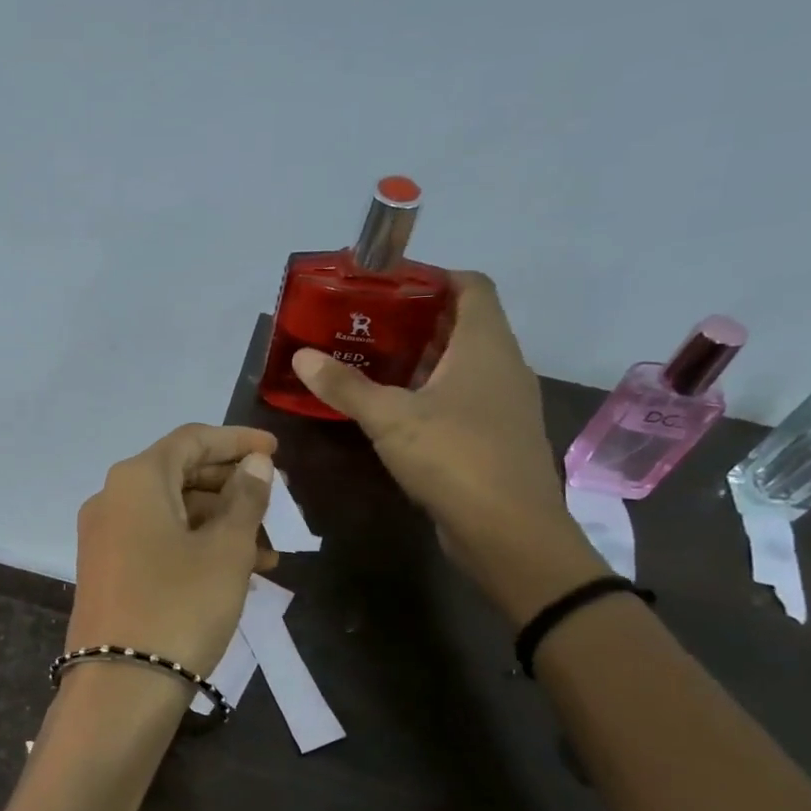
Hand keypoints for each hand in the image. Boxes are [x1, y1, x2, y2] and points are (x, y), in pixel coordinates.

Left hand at [68, 425, 276, 678]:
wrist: (121, 688)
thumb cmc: (181, 606)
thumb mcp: (226, 550)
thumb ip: (245, 498)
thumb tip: (255, 463)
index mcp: (136, 479)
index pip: (192, 439)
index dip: (237, 441)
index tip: (276, 452)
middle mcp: (112, 498)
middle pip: (181, 474)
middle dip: (234, 487)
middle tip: (279, 502)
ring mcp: (106, 536)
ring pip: (174, 512)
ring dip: (222, 524)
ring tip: (271, 551)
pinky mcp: (108, 569)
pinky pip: (158, 540)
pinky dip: (197, 546)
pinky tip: (238, 571)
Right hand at [291, 272, 605, 620]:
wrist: (509, 533)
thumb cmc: (455, 457)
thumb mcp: (390, 418)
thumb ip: (345, 386)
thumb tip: (302, 356)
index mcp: (485, 345)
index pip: (471, 285)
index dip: (432, 277)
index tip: (387, 285)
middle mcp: (503, 366)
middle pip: (462, 325)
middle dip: (414, 321)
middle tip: (364, 325)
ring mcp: (503, 405)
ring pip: (461, 366)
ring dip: (420, 361)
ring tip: (370, 364)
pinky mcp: (496, 438)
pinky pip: (462, 400)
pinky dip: (430, 395)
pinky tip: (394, 412)